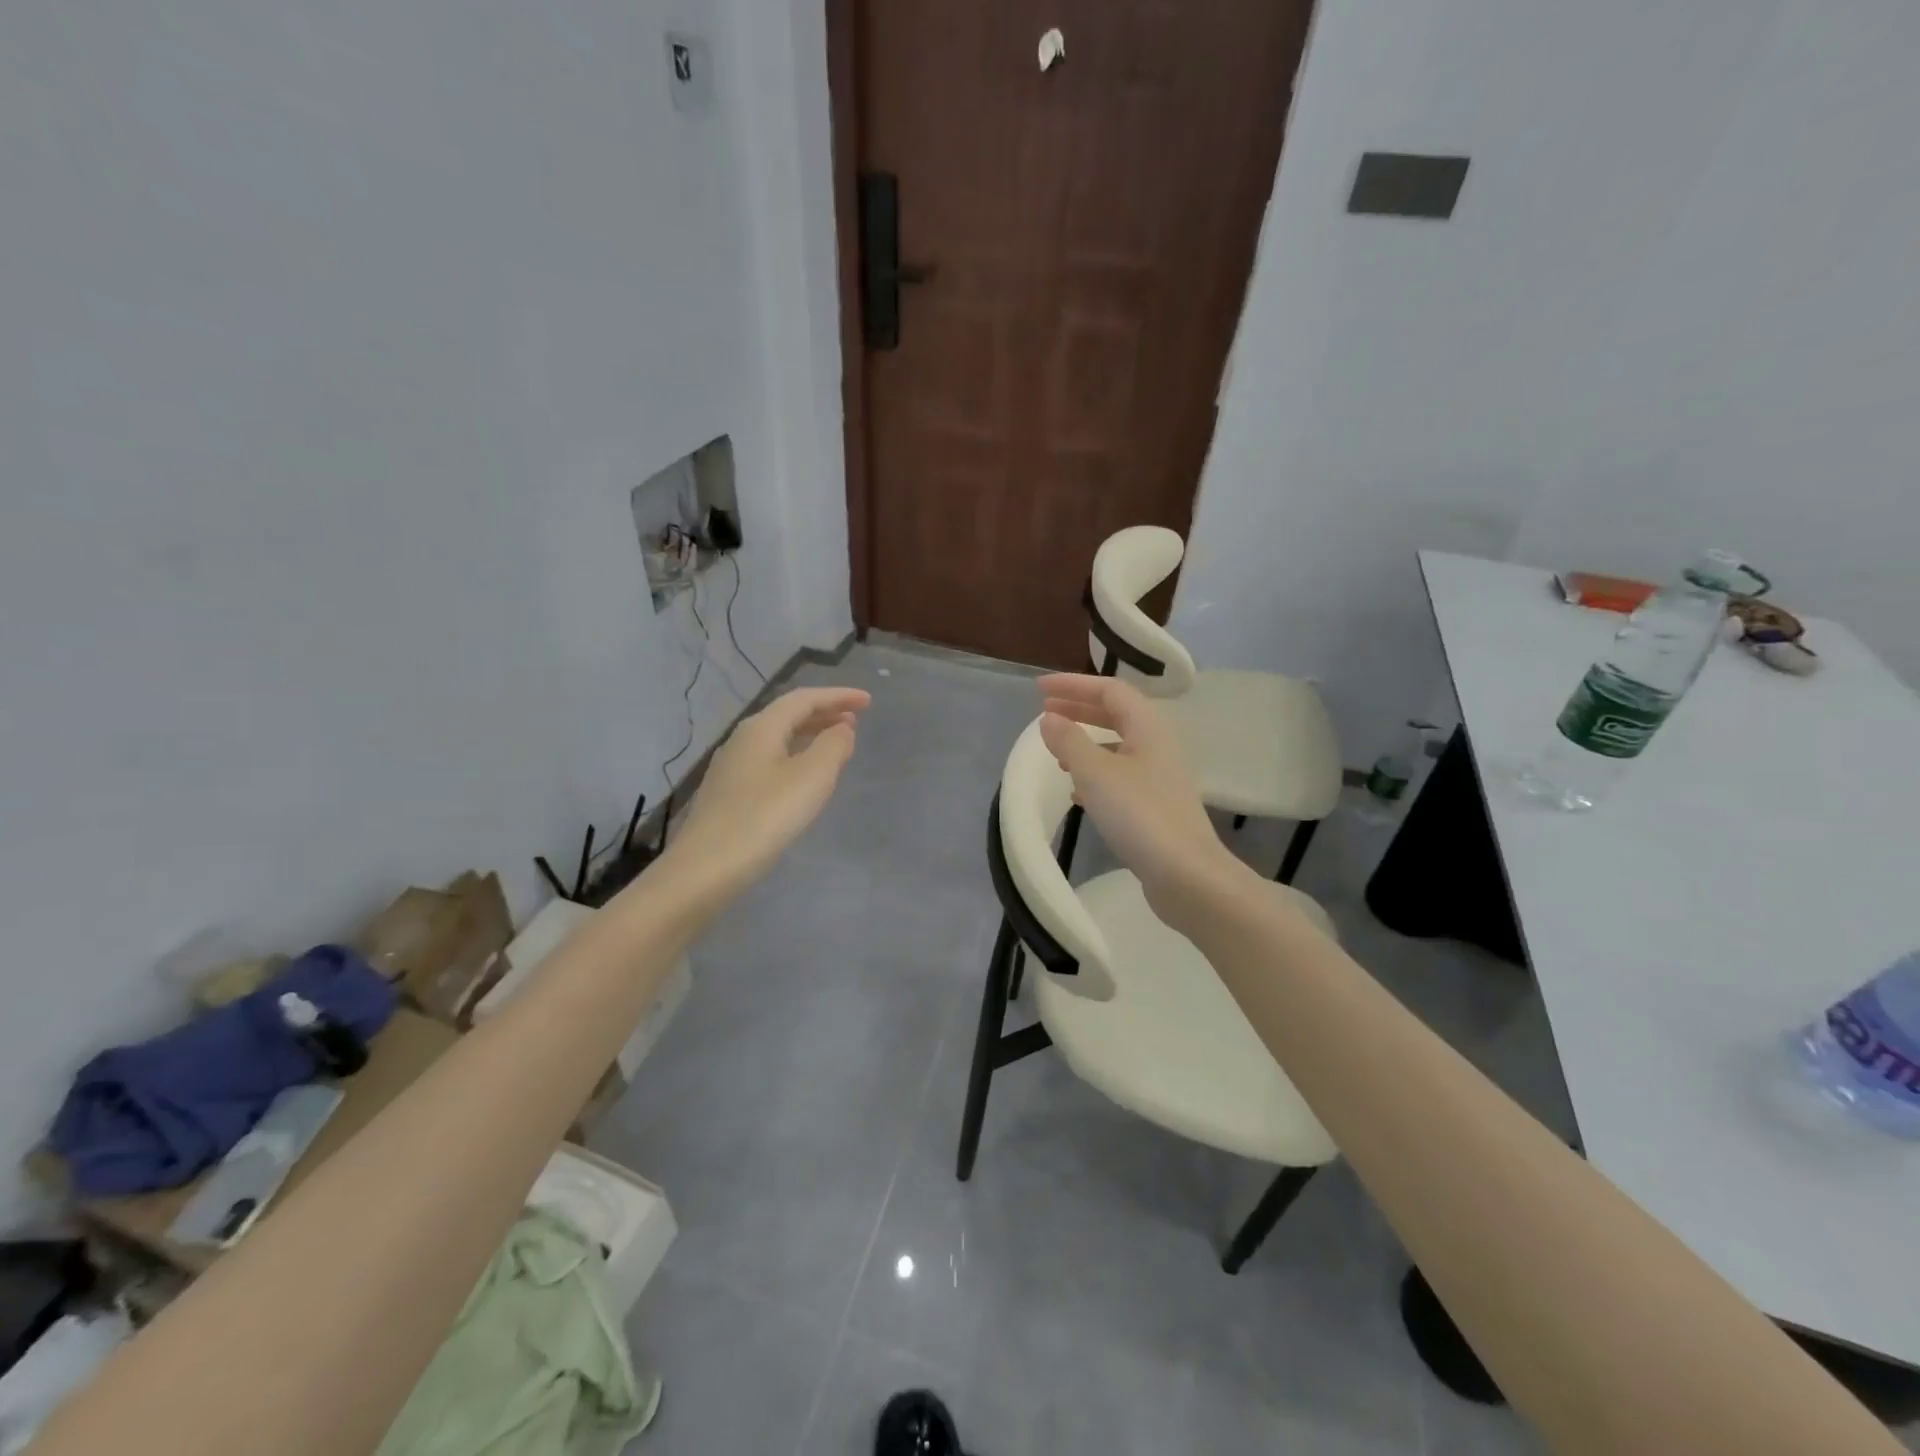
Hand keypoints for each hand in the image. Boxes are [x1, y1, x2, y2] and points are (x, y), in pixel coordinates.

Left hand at [665, 686, 871, 899]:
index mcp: (762, 728)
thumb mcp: (811, 777)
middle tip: (855, 720)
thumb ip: (833, 746)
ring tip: (836, 743)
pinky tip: (804, 776)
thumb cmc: (766, 816)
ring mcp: (732, 767)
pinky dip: (795, 756)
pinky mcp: (729, 793)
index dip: (838, 696)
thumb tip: (842, 729)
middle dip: (824, 713)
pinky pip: (770, 760)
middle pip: (788, 715)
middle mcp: (743, 739)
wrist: (708, 867)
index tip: (868, 701)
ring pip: (778, 738)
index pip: (804, 699)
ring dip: (810, 735)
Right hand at [1036, 675, 1251, 926]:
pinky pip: (1120, 775)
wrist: (1187, 875)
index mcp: (1148, 727)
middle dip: (1079, 709)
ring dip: (1086, 741)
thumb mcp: (1095, 773)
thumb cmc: (1140, 815)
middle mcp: (1157, 745)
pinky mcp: (1155, 806)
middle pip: (1116, 714)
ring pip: (1117, 745)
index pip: (1110, 690)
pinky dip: (1095, 772)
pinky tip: (1076, 789)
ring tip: (1056, 749)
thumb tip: (1049, 718)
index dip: (1073, 685)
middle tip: (1044, 711)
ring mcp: (1159, 777)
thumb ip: (1069, 741)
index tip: (1039, 688)